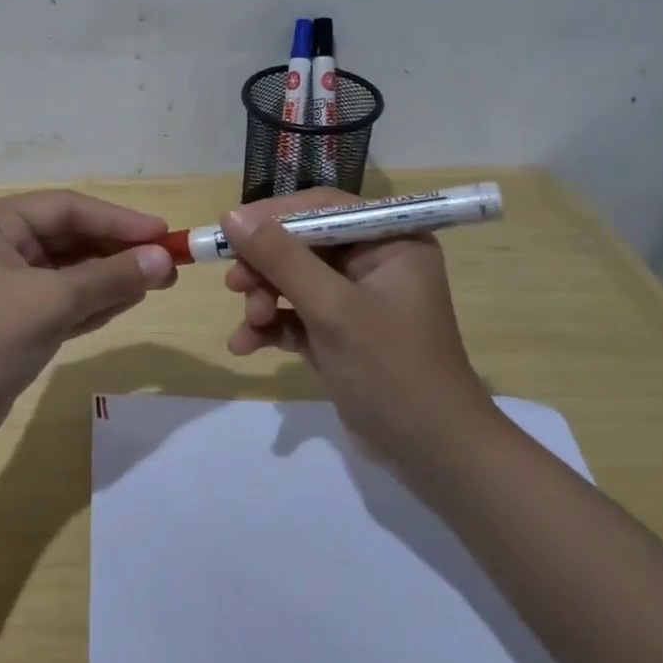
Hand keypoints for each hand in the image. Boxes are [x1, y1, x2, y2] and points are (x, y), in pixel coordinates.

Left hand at [0, 190, 177, 442]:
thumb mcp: (52, 302)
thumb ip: (110, 277)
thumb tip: (164, 260)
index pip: (67, 208)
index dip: (118, 219)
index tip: (163, 233)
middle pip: (71, 236)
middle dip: (118, 251)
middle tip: (167, 263)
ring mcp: (8, 282)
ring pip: (71, 269)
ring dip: (112, 276)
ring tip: (159, 282)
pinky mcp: (17, 316)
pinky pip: (65, 298)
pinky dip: (95, 300)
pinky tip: (130, 301)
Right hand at [220, 189, 492, 466]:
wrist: (432, 454)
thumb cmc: (391, 369)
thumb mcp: (332, 308)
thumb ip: (281, 258)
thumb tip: (231, 216)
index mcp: (390, 241)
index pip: (323, 208)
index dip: (273, 216)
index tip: (231, 231)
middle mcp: (374, 262)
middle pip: (301, 244)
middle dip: (265, 268)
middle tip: (235, 285)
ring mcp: (356, 299)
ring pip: (292, 280)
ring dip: (264, 300)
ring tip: (250, 325)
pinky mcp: (339, 333)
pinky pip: (295, 314)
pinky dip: (271, 327)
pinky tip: (245, 345)